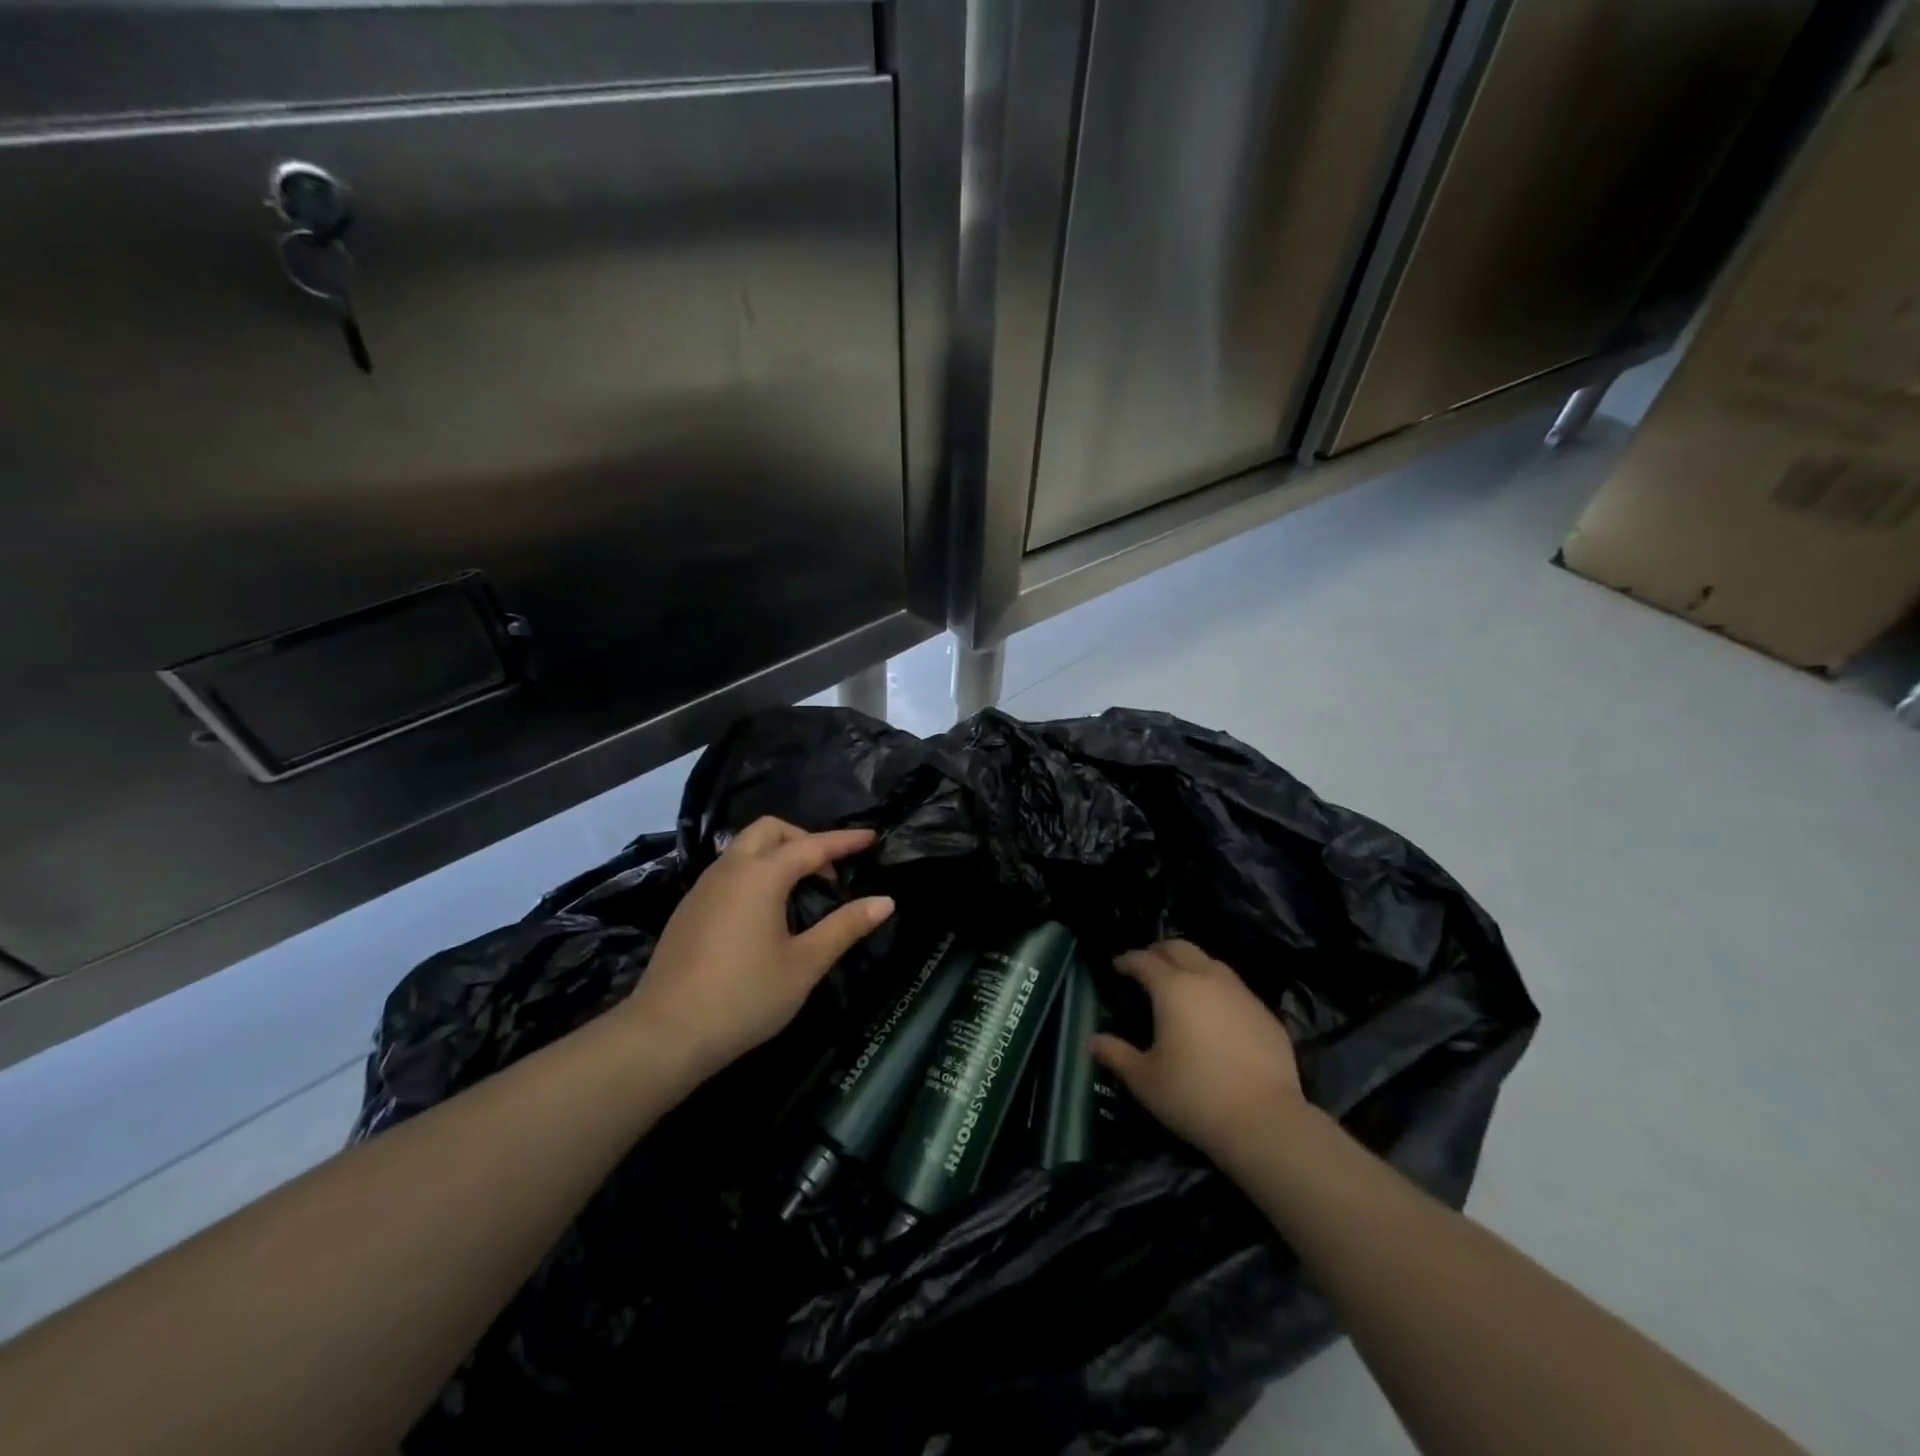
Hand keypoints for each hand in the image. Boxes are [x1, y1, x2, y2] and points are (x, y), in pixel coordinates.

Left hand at [620, 817, 893, 1082]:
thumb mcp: (804, 964)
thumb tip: (885, 901)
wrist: (664, 1035)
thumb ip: (845, 927)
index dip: (845, 841)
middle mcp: (730, 869)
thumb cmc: (744, 997)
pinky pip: (729, 871)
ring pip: (744, 848)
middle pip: (770, 830)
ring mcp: (703, 888)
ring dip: (777, 854)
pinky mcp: (688, 910)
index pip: (812, 846)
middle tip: (829, 871)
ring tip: (802, 890)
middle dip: (804, 838)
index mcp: (761, 875)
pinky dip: (756, 872)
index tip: (871, 837)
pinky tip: (765, 911)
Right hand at [1092, 940, 1305, 1169]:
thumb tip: (1094, 1041)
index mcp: (1172, 988)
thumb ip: (1117, 1054)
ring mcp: (1240, 993)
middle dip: (1159, 950)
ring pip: (1211, 962)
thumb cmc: (1194, 1096)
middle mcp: (1206, 979)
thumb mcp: (1145, 1080)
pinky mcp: (1265, 1013)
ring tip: (1182, 981)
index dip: (1127, 960)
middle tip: (1147, 963)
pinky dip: (1217, 988)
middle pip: (1179, 948)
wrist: (1265, 1121)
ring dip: (1191, 964)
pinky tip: (1216, 1011)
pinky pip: (1235, 987)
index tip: (1117, 966)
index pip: (1144, 960)